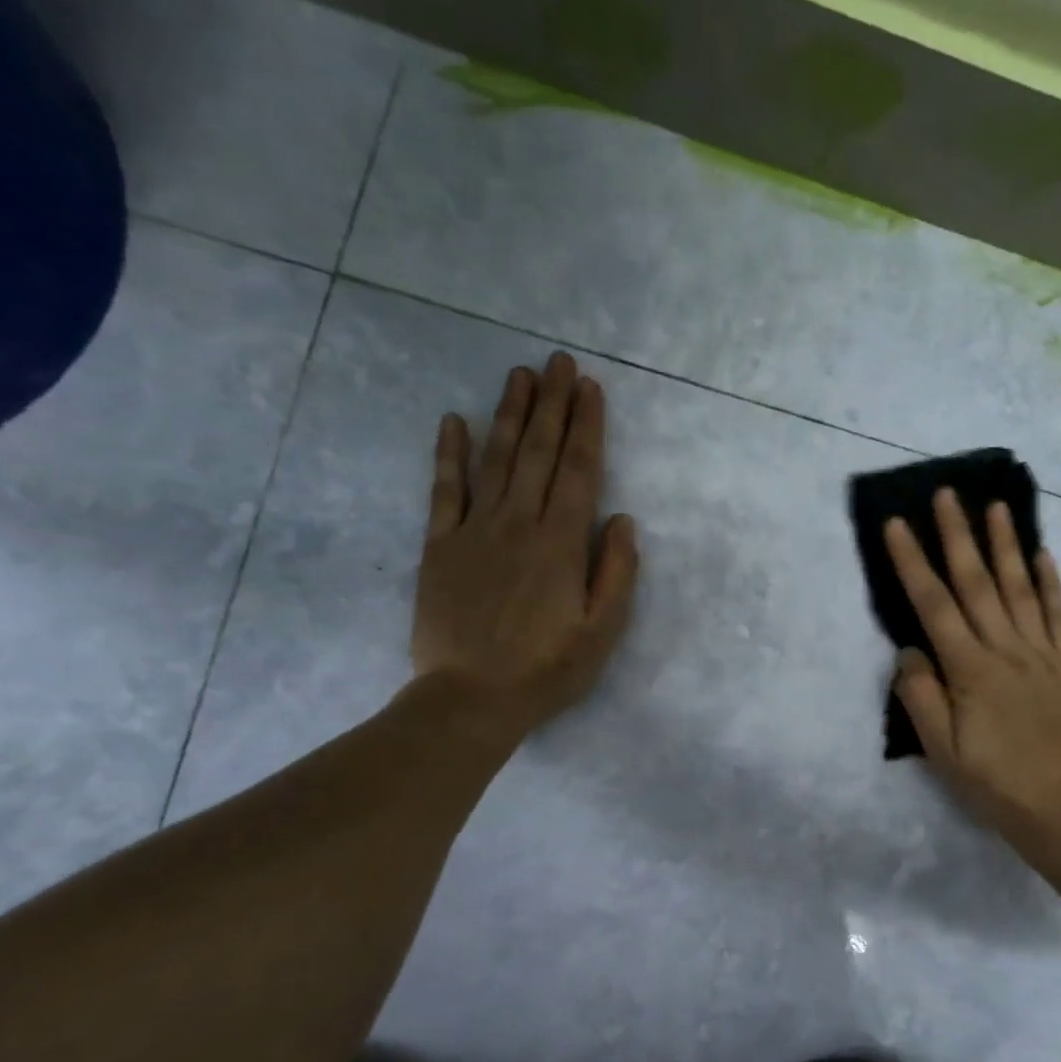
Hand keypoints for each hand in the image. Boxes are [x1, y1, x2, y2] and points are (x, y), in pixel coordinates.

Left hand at [410, 352, 639, 747]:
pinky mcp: (439, 546)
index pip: (579, 471)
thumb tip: (622, 520)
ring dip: (510, 414)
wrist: (470, 699)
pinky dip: (448, 454)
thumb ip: (616, 573)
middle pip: (539, 453)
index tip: (591, 389)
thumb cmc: (546, 670)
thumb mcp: (601, 632)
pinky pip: (443, 490)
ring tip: (521, 375)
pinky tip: (454, 420)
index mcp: (561, 544)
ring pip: (495, 459)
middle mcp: (518, 524)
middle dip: (553, 405)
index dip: (587, 427)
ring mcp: (474, 530)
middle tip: (560, 362)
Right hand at [886, 489, 1060, 860]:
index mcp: (970, 670)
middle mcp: (1006, 650)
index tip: (898, 524)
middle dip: (958, 535)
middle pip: (977, 583)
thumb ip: (921, 697)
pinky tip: (1042, 554)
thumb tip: (909, 649)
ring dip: (1005, 545)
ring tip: (995, 506)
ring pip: (1021, 588)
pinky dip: (1051, 582)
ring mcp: (1044, 654)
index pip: (934, 605)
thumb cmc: (993, 783)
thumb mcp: (941, 751)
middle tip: (947, 493)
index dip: (913, 562)